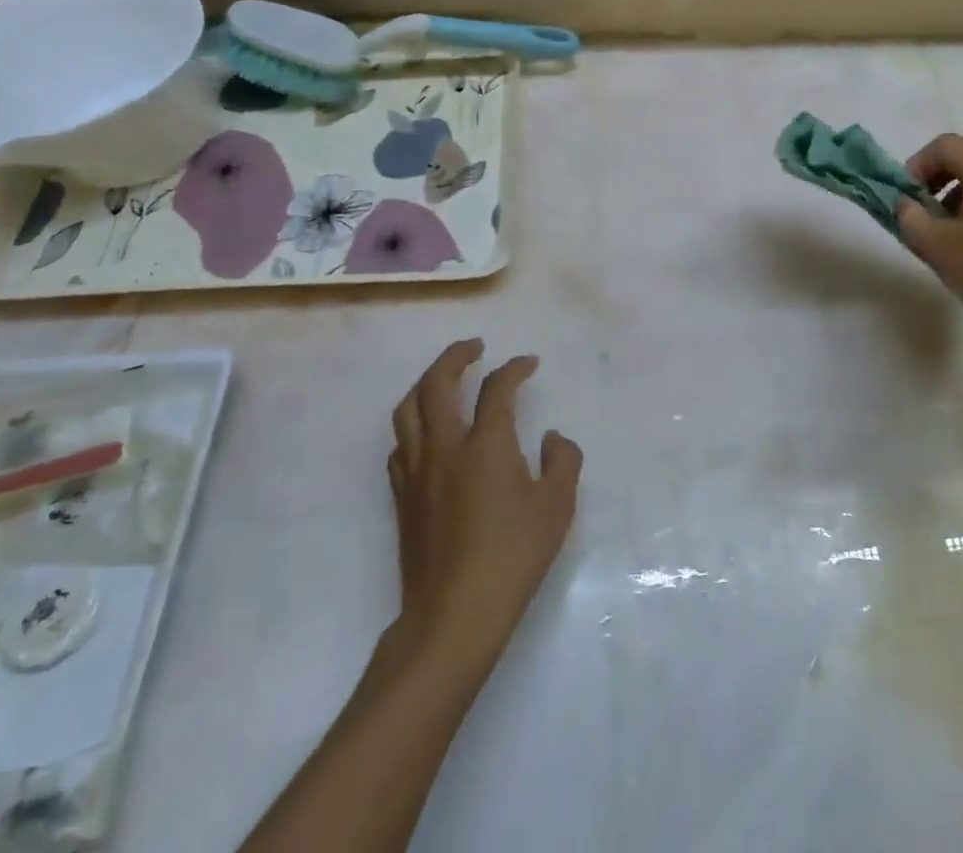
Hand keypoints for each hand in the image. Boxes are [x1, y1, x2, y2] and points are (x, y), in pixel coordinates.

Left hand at [389, 340, 582, 662]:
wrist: (453, 616)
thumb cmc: (512, 558)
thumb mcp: (556, 509)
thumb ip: (562, 462)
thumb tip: (551, 438)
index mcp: (486, 445)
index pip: (497, 388)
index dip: (515, 368)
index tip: (528, 363)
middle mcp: (445, 447)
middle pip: (437, 383)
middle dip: (456, 355)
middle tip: (475, 347)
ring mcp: (417, 472)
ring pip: (408, 409)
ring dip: (427, 383)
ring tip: (445, 379)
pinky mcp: (402, 497)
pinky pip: (400, 444)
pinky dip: (414, 424)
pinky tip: (428, 433)